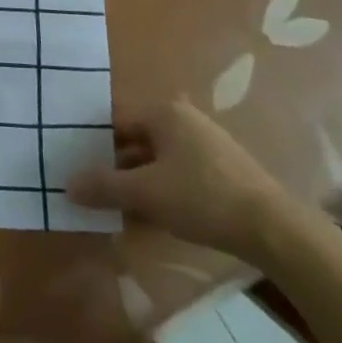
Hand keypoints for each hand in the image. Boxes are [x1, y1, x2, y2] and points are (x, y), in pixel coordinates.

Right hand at [67, 99, 303, 263]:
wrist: (274, 230)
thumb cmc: (202, 198)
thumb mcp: (145, 193)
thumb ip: (104, 186)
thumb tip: (67, 184)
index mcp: (164, 112)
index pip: (115, 119)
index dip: (91, 141)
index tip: (73, 162)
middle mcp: (183, 119)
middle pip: (135, 139)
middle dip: (113, 165)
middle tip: (90, 188)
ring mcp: (205, 144)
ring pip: (156, 159)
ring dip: (136, 182)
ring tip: (115, 207)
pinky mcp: (221, 170)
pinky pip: (176, 173)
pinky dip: (160, 190)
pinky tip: (150, 217)